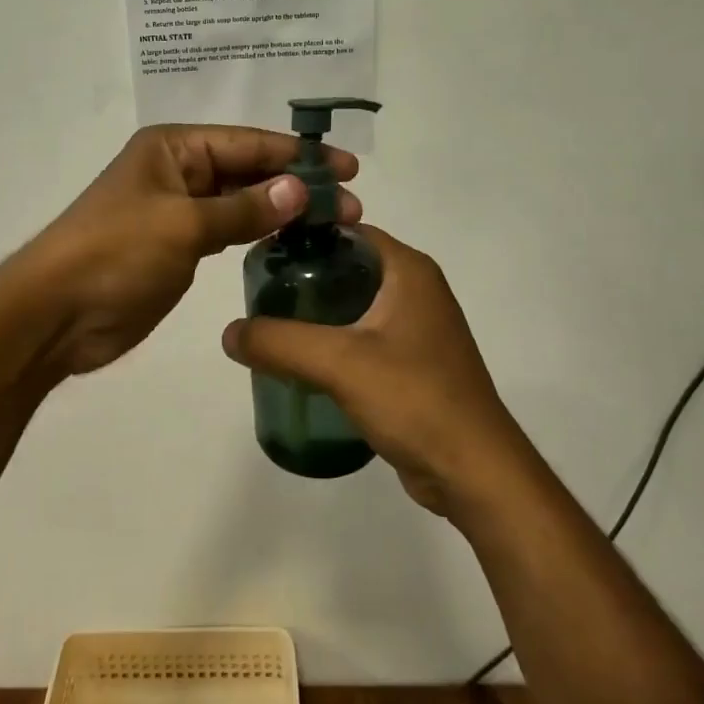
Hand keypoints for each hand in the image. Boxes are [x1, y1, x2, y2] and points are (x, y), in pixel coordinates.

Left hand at [21, 125, 360, 376]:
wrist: (56, 314)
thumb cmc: (116, 254)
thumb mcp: (183, 225)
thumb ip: (243, 208)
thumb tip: (299, 190)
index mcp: (173, 149)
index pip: (247, 143)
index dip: (298, 155)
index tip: (348, 168)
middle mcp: (177, 172)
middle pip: (247, 171)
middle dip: (296, 185)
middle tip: (352, 206)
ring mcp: (177, 211)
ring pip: (240, 203)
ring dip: (281, 211)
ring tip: (333, 225)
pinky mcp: (177, 248)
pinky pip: (226, 232)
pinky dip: (257, 234)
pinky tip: (291, 242)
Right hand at [221, 226, 522, 515]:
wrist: (474, 471)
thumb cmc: (415, 399)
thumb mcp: (339, 363)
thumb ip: (279, 342)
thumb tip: (229, 333)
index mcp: (408, 270)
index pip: (347, 231)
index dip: (304, 236)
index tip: (262, 251)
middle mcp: (416, 290)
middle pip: (347, 266)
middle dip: (303, 277)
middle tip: (258, 293)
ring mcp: (417, 328)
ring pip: (354, 305)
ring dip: (316, 312)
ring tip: (270, 325)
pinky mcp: (413, 363)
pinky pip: (362, 338)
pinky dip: (332, 342)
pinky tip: (301, 361)